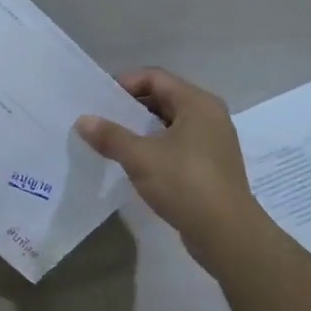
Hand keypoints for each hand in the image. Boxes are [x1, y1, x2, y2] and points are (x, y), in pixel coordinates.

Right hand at [77, 68, 262, 263]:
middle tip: (101, 119)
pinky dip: (155, 147)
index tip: (99, 99)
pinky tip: (135, 163)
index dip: (125, 83)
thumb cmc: (185, 184)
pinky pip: (177, 144)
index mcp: (197, 103)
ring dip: (141, 129)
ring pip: (170, 124)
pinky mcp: (210, 165)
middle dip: (131, 107)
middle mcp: (209, 115)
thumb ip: (111, 136)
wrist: (227, 233)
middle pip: (164, 98)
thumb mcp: (141, 158)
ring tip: (112, 141)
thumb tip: (83, 120)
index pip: (156, 77)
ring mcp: (213, 141)